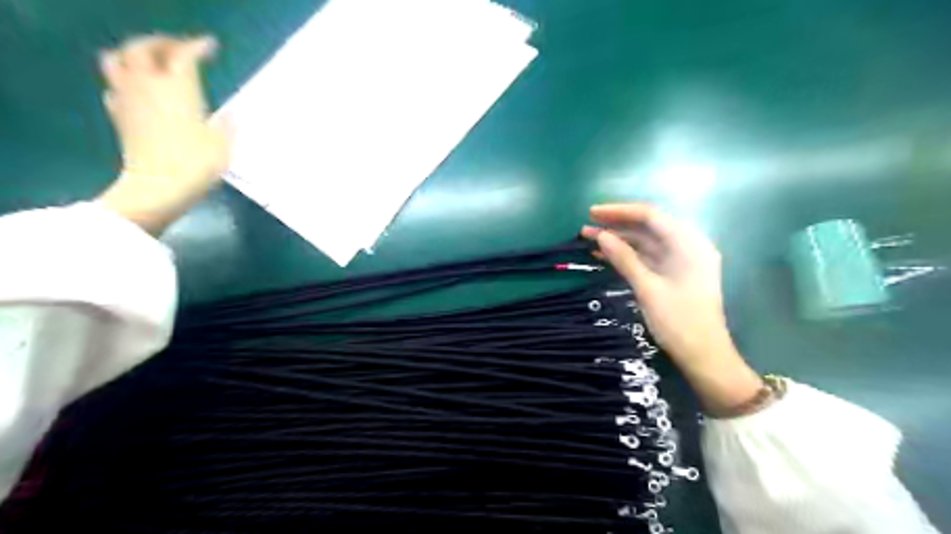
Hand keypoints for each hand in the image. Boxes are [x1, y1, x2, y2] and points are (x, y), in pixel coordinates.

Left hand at [96, 34, 227, 232]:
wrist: (158, 186)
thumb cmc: (196, 164)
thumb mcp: (224, 145)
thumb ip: (227, 124)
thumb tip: (229, 114)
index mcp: (179, 89)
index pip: (185, 56)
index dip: (198, 47)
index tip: (211, 46)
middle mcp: (149, 85)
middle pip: (143, 48)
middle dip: (162, 43)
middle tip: (180, 48)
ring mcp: (129, 98)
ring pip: (118, 60)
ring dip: (134, 54)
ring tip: (152, 62)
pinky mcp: (119, 115)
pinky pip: (115, 86)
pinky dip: (126, 81)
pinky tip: (139, 92)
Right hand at [585, 205, 762, 416]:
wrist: (703, 356)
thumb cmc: (679, 322)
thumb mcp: (648, 288)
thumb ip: (624, 259)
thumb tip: (601, 236)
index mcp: (689, 244)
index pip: (651, 216)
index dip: (620, 211)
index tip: (593, 212)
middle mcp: (687, 246)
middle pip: (648, 227)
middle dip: (617, 225)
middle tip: (587, 226)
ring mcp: (680, 261)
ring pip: (645, 242)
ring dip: (619, 241)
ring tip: (589, 240)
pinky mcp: (672, 274)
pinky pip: (647, 257)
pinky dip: (627, 256)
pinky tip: (603, 256)